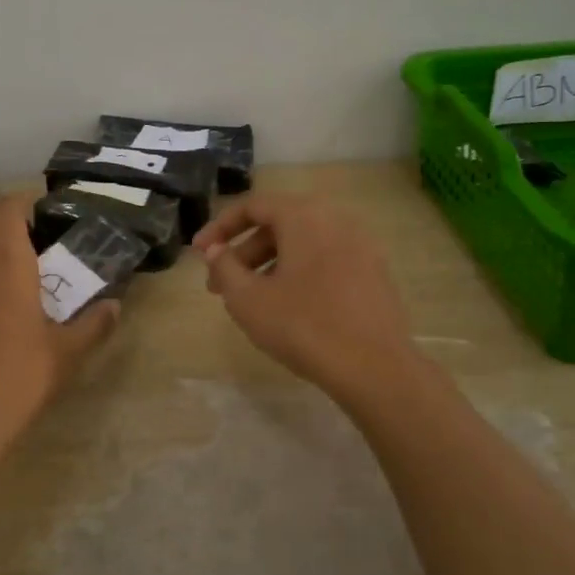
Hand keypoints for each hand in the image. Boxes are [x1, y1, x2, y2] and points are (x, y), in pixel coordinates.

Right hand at [192, 193, 417, 403]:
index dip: (219, 228)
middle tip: (219, 286)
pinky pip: (326, 260)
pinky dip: (299, 273)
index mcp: (305, 216)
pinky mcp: (375, 272)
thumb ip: (224, 267)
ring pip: (303, 245)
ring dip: (269, 265)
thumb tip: (216, 251)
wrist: (374, 367)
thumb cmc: (303, 326)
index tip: (199, 253)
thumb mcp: (248, 299)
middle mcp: (336, 219)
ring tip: (250, 301)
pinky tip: (288, 307)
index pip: (253, 206)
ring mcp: (361, 245)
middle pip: (279, 225)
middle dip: (243, 253)